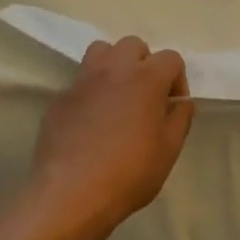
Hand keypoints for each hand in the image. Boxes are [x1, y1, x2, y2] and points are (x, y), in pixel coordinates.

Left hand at [24, 36, 194, 239]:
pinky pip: (80, 82)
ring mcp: (82, 81)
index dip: (177, 79)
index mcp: (146, 78)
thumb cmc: (129, 173)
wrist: (70, 194)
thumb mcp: (169, 150)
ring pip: (101, 51)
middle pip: (133, 45)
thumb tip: (180, 102)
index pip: (171, 58)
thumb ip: (180, 119)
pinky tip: (91, 122)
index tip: (173, 106)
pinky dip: (90, 92)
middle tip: (146, 95)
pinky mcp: (59, 99)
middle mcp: (113, 70)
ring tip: (117, 96)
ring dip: (114, 65)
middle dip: (144, 63)